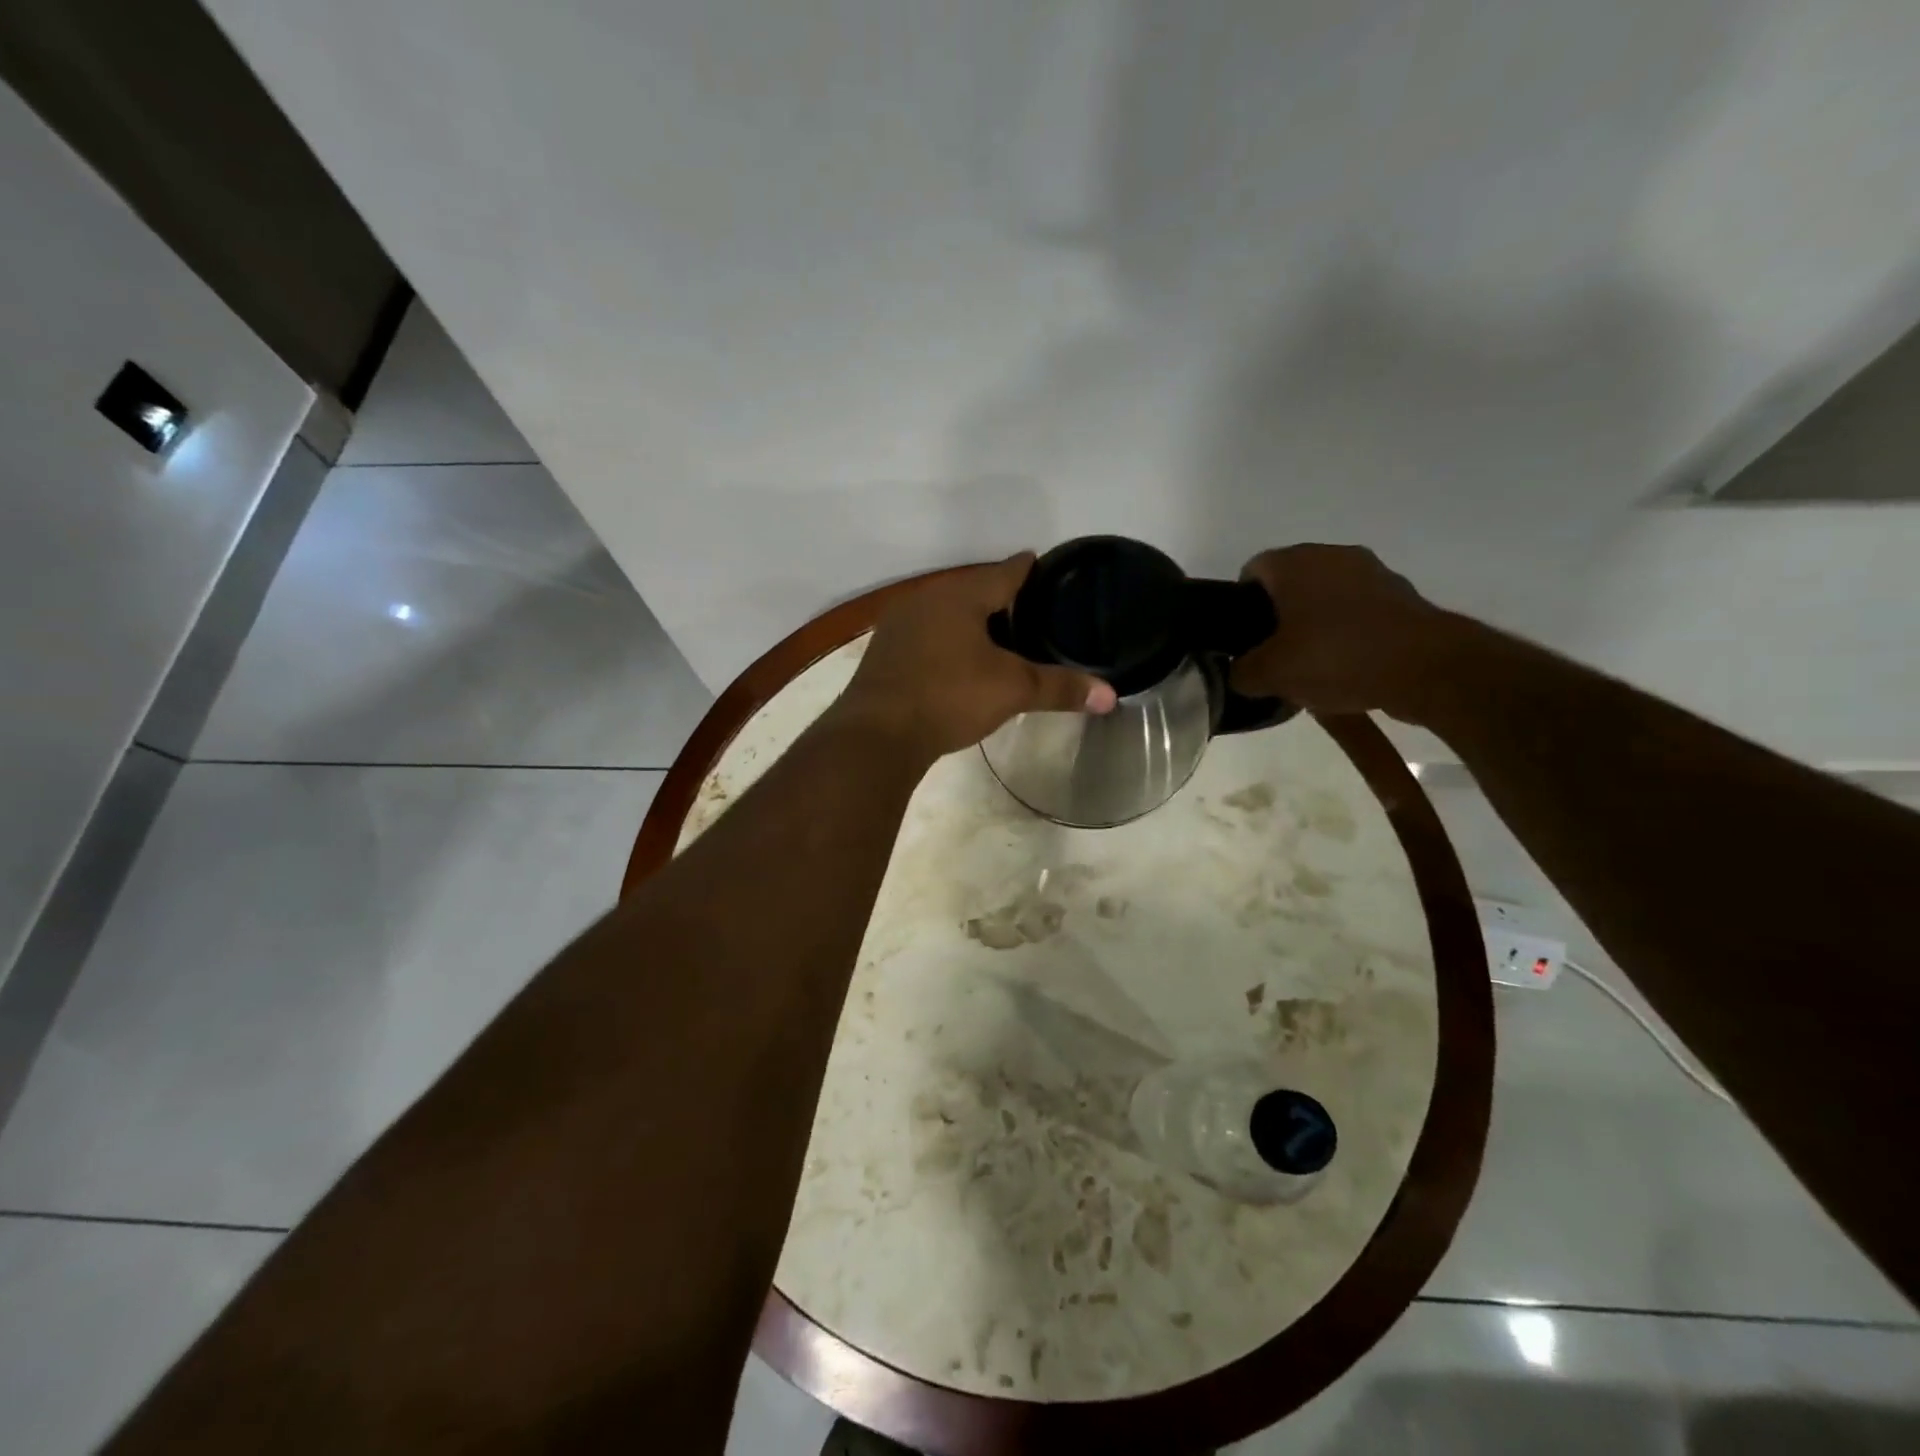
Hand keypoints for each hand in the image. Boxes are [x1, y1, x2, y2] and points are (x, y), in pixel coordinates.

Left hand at [835, 555, 1117, 759]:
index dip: (1026, 569)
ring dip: (969, 620)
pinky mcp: (884, 653)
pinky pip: (925, 636)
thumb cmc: (949, 697)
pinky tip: (954, 660)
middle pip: (972, 590)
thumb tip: (1111, 695)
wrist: (877, 733)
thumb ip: (1060, 688)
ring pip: (945, 613)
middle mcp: (927, 599)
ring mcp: (899, 625)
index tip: (1041, 564)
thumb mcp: (1011, 690)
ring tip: (995, 635)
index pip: (1004, 572)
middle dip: (998, 597)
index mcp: (961, 595)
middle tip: (1028, 609)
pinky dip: (945, 641)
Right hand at [1231, 544, 1454, 717]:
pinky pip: (1359, 613)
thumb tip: (1240, 672)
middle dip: (1278, 617)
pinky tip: (1347, 669)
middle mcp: (1333, 555)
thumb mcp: (1270, 675)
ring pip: (1326, 598)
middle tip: (1273, 656)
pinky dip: (1347, 635)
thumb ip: (1242, 672)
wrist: (1427, 668)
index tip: (1244, 638)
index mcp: (1295, 563)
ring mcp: (1372, 573)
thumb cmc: (1336, 657)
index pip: (1252, 570)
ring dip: (1314, 626)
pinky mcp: (1402, 596)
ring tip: (1310, 667)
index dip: (1240, 604)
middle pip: (1290, 584)